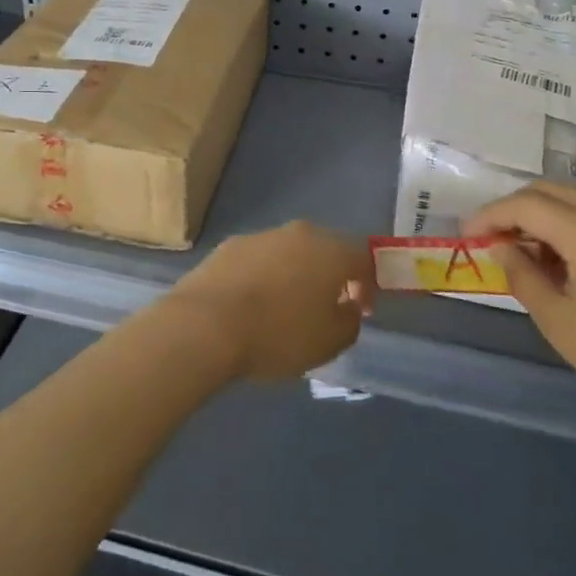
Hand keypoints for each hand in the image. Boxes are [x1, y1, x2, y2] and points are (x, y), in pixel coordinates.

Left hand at [169, 222, 374, 381]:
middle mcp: (300, 233)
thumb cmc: (278, 334)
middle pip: (326, 248)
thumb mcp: (329, 343)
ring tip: (286, 307)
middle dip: (331, 275)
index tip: (361, 310)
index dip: (368, 284)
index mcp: (331, 251)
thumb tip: (350, 306)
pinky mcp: (230, 244)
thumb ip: (350, 322)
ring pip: (291, 251)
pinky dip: (264, 275)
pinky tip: (253, 302)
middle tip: (326, 306)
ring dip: (296, 273)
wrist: (207, 323)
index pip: (363, 258)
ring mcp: (262, 235)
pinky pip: (260, 258)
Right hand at [471, 183, 575, 445]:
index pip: (523, 204)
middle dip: (513, 209)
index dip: (488, 216)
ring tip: (526, 254)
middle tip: (492, 240)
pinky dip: (571, 226)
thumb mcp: (561, 323)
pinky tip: (567, 263)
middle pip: (548, 191)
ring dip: (543, 216)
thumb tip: (504, 247)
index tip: (466, 237)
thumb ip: (523, 277)